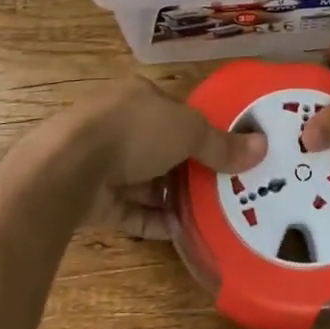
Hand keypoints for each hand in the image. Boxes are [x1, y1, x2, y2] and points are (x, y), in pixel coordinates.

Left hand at [65, 77, 264, 238]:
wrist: (67, 168)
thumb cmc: (133, 131)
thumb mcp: (187, 131)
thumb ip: (220, 144)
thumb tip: (262, 147)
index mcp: (137, 96)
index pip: (174, 111)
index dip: (199, 130)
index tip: (225, 152)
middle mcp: (117, 124)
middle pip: (160, 147)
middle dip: (188, 167)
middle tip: (223, 188)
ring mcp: (101, 161)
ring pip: (144, 180)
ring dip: (172, 196)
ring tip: (209, 213)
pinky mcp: (92, 197)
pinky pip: (130, 209)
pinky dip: (153, 219)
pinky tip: (180, 232)